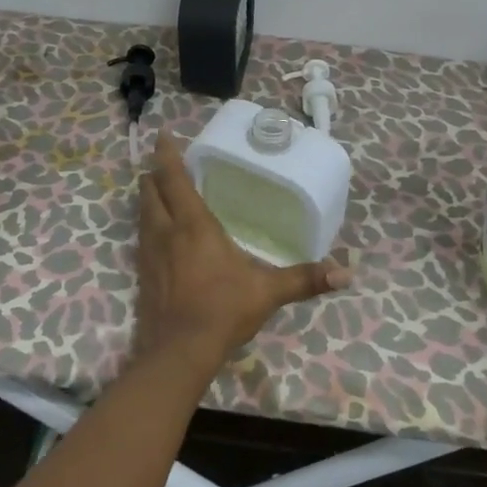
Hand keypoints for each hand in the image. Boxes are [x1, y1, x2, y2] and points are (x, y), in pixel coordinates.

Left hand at [134, 133, 350, 367]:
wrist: (179, 352)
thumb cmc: (223, 310)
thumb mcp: (268, 291)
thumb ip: (305, 279)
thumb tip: (346, 274)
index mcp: (193, 224)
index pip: (174, 179)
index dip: (166, 154)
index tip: (161, 135)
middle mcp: (166, 231)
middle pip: (149, 191)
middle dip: (153, 175)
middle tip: (162, 164)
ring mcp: (149, 254)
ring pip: (142, 214)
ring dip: (148, 198)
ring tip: (157, 191)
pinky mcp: (142, 275)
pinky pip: (141, 239)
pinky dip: (147, 226)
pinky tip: (158, 236)